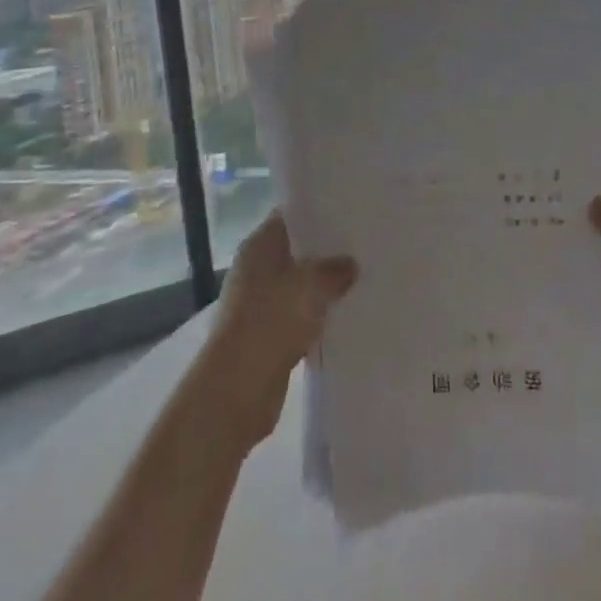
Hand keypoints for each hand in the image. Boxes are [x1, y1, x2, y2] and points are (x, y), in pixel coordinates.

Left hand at [196, 211, 356, 448]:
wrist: (237, 388)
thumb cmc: (271, 320)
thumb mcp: (312, 285)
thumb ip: (335, 270)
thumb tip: (350, 265)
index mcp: (260, 244)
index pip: (290, 215)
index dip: (318, 212)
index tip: (350, 211)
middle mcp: (255, 268)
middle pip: (295, 250)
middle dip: (325, 251)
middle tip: (362, 246)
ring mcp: (257, 303)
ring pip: (297, 285)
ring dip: (322, 287)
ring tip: (360, 280)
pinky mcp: (265, 334)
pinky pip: (296, 315)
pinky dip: (315, 316)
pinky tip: (343, 316)